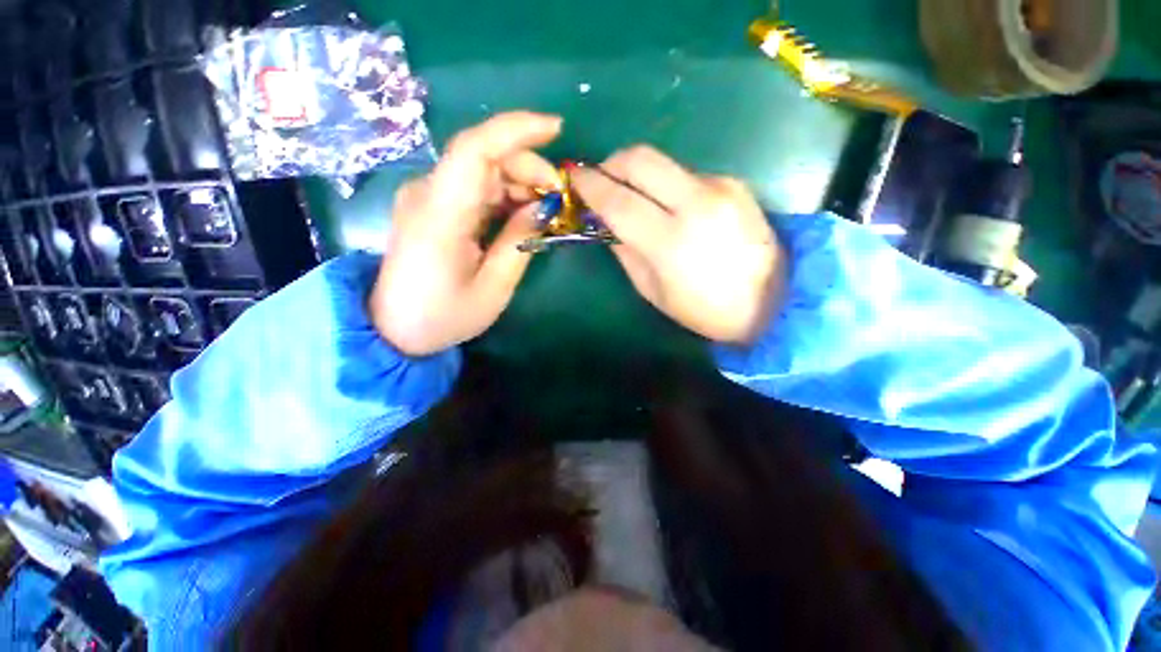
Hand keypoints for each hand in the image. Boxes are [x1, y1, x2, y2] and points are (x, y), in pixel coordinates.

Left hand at [370, 112, 562, 355]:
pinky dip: (503, 194)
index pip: (475, 149)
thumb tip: (543, 207)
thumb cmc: (444, 316)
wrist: (394, 328)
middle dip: (528, 166)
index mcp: (440, 215)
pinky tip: (521, 214)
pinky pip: (473, 187)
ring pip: (480, 169)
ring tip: (544, 210)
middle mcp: (427, 193)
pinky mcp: (431, 206)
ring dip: (518, 181)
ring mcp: (426, 197)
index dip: (516, 131)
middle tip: (557, 198)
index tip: (557, 129)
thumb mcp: (493, 288)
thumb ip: (519, 242)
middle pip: (482, 155)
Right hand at [571, 146, 785, 343]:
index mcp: (670, 242)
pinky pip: (686, 174)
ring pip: (663, 162)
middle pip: (641, 159)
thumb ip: (626, 253)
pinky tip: (670, 206)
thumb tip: (608, 224)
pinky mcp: (734, 183)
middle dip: (612, 162)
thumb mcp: (654, 292)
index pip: (618, 201)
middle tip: (601, 179)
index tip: (574, 178)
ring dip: (639, 174)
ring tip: (634, 197)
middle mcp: (695, 204)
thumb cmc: (706, 309)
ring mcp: (719, 187)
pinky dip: (666, 184)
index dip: (590, 185)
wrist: (775, 301)